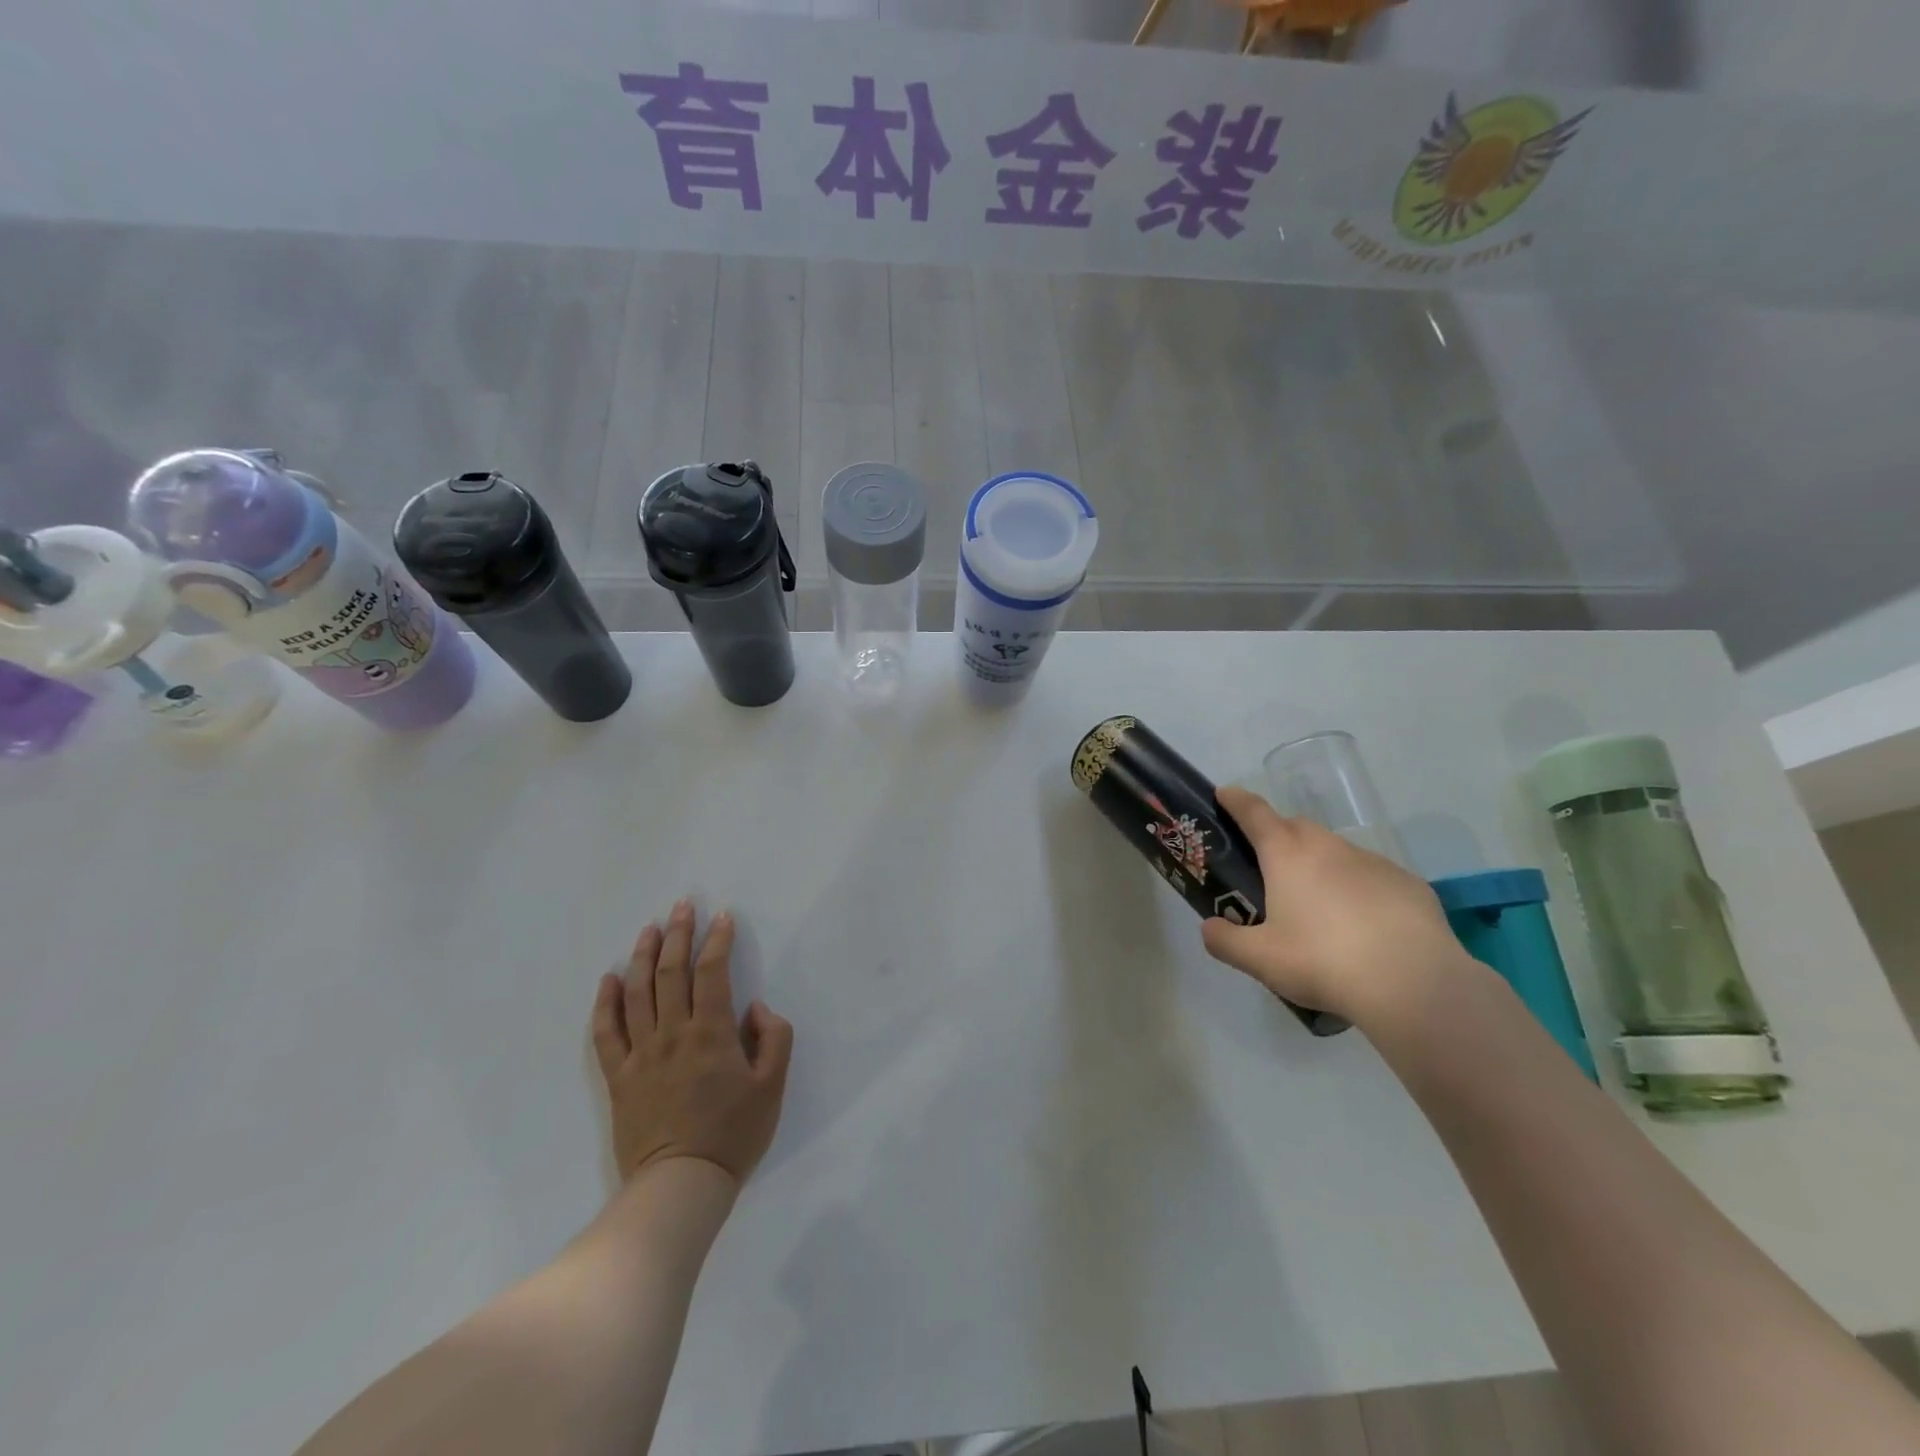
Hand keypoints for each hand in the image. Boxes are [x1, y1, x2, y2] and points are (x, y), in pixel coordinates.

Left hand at [590, 900, 793, 1187]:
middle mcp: (672, 1034)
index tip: (722, 917)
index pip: (712, 972)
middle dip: (678, 934)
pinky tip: (609, 978)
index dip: (717, 940)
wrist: (681, 1186)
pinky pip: (606, 1032)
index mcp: (711, 1033)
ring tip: (649, 928)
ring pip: (637, 993)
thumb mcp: (773, 1085)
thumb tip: (753, 1008)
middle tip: (683, 906)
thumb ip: (773, 1038)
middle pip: (671, 972)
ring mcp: (640, 1054)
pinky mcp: (619, 1077)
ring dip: (643, 956)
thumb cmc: (733, 1134)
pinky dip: (605, 1002)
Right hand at [1201, 786, 1477, 1029]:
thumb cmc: (1323, 962)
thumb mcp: (1260, 960)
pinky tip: (1363, 925)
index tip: (1225, 794)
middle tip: (1269, 867)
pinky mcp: (1408, 883)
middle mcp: (1328, 847)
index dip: (1236, 801)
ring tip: (1318, 907)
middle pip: (1296, 826)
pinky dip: (1357, 889)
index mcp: (1286, 855)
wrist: (1414, 984)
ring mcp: (1372, 862)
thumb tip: (1210, 928)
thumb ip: (1225, 941)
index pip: (1254, 813)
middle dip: (1278, 835)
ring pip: (1336, 851)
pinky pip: (1372, 876)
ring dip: (1320, 865)